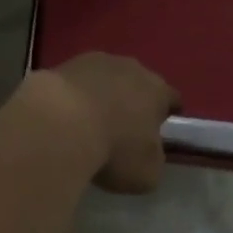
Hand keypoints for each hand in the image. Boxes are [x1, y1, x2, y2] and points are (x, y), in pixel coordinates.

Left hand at [33, 54, 179, 194]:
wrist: (61, 121)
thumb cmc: (114, 148)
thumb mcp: (147, 172)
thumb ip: (154, 159)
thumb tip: (149, 152)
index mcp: (157, 90)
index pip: (171, 98)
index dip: (169, 113)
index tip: (161, 128)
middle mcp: (131, 67)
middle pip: (139, 82)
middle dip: (134, 100)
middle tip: (125, 126)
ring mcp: (96, 61)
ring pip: (107, 77)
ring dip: (104, 94)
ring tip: (92, 120)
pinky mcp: (66, 63)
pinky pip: (79, 80)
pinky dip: (77, 94)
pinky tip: (68, 114)